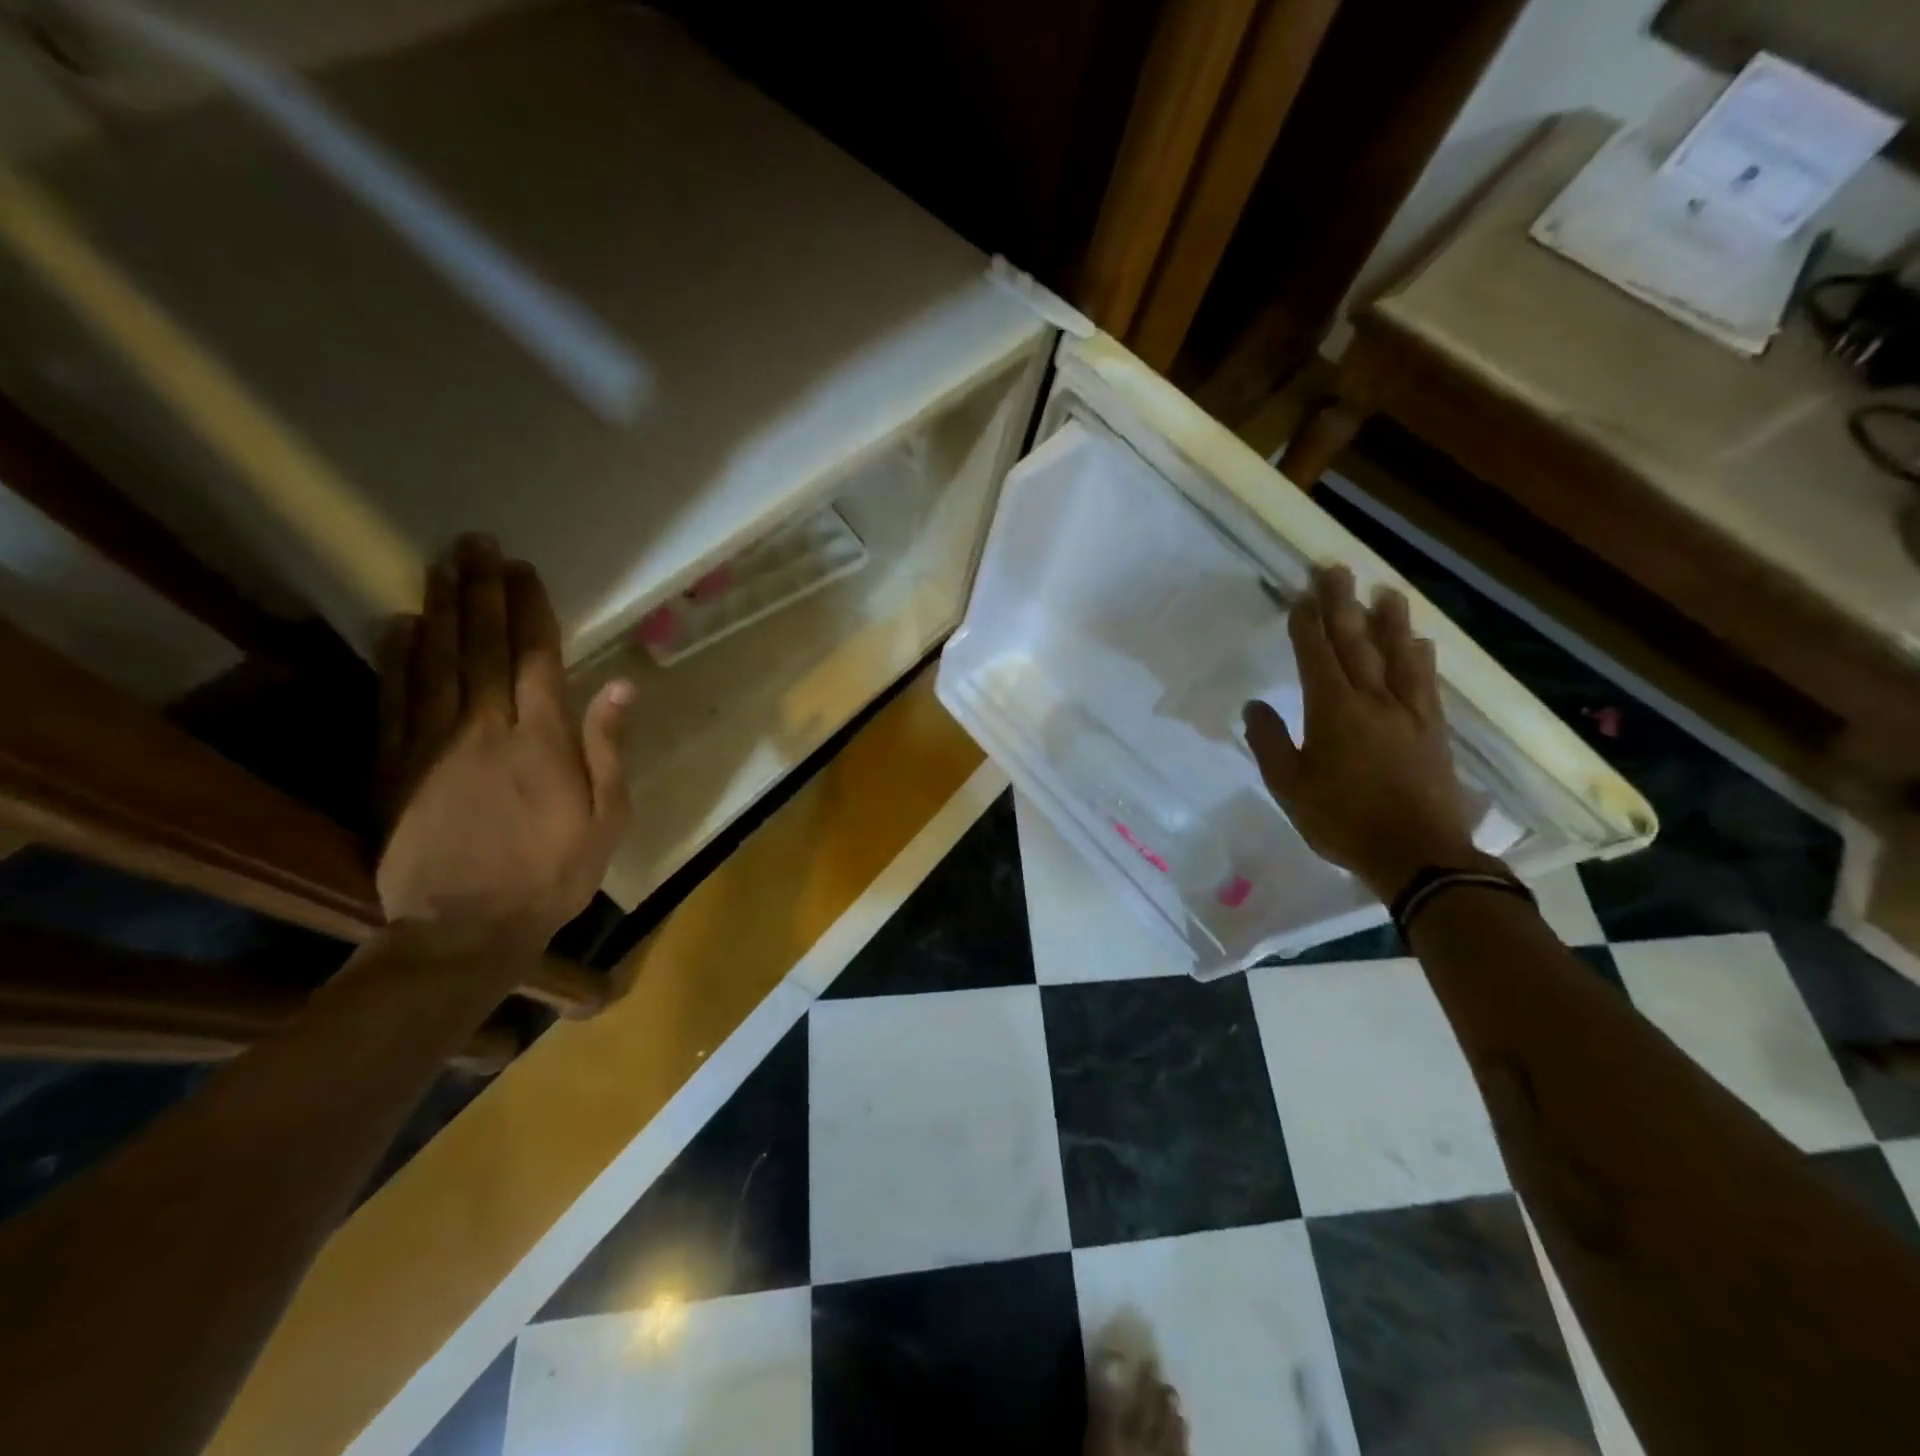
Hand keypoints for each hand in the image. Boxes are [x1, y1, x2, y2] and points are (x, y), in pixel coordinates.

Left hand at [375, 534, 631, 940]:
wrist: (464, 927)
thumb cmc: (552, 873)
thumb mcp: (607, 818)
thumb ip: (609, 749)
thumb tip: (622, 686)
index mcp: (543, 739)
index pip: (535, 657)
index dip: (529, 609)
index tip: (524, 569)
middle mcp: (486, 727)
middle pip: (483, 646)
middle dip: (483, 591)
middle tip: (477, 544)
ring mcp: (433, 744)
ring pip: (436, 661)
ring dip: (441, 609)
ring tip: (443, 566)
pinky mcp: (393, 767)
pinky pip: (394, 700)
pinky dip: (396, 659)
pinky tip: (399, 626)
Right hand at [1242, 565, 1481, 901]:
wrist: (1417, 854)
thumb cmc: (1341, 820)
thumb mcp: (1289, 786)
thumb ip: (1269, 742)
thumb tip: (1254, 706)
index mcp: (1333, 711)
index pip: (1316, 656)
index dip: (1306, 624)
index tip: (1300, 595)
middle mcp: (1373, 700)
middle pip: (1356, 642)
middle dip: (1342, 604)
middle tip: (1335, 569)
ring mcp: (1408, 713)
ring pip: (1398, 655)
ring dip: (1389, 620)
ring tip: (1385, 591)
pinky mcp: (1433, 730)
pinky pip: (1426, 682)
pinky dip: (1421, 657)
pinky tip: (1420, 643)